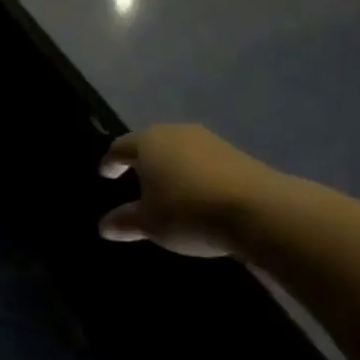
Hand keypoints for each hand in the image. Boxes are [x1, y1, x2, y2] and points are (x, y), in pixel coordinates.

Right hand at [97, 123, 278, 257]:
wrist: (257, 208)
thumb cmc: (188, 212)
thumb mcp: (151, 224)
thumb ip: (125, 222)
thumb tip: (103, 226)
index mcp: (147, 143)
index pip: (120, 147)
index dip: (110, 161)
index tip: (105, 172)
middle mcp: (174, 132)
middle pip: (150, 143)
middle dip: (141, 160)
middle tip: (134, 177)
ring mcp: (206, 139)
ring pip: (177, 148)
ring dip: (169, 165)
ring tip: (167, 186)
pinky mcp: (232, 151)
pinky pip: (201, 158)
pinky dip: (193, 172)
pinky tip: (197, 191)